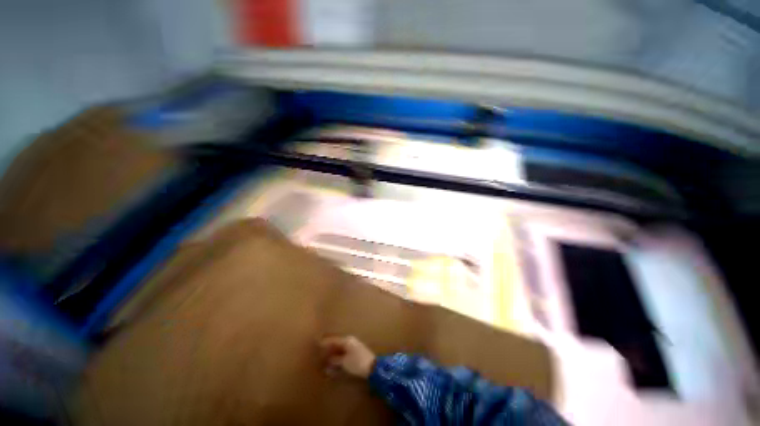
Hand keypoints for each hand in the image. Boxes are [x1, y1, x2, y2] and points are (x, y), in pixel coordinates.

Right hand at [319, 336, 375, 378]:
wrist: (373, 367)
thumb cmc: (357, 362)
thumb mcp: (344, 362)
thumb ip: (335, 359)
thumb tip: (328, 359)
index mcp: (347, 340)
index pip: (333, 340)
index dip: (325, 342)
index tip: (317, 343)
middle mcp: (350, 341)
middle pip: (337, 343)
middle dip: (329, 348)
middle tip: (320, 351)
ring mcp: (353, 347)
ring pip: (340, 349)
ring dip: (333, 353)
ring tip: (325, 358)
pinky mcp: (356, 353)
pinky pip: (344, 353)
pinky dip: (338, 357)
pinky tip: (334, 362)